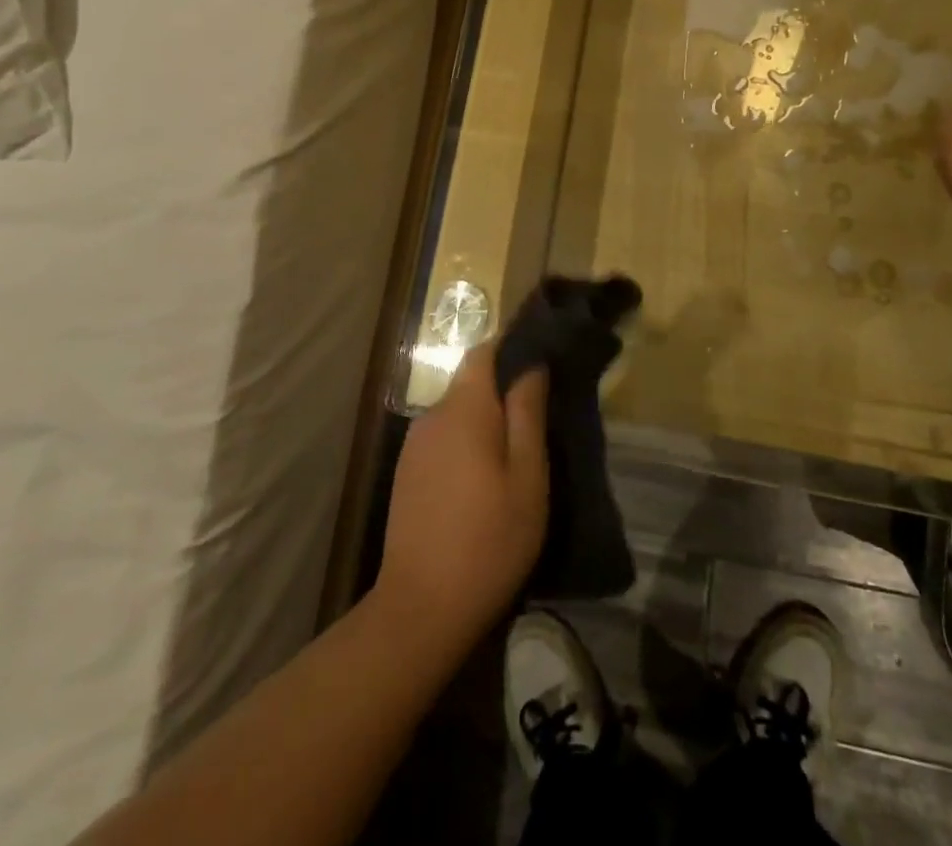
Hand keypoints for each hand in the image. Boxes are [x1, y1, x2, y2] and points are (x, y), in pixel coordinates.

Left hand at [375, 347, 547, 655]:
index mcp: (463, 409)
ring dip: (486, 415)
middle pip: (470, 380)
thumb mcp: (527, 476)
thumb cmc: (489, 539)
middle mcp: (432, 416)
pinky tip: (485, 472)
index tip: (543, 349)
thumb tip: (532, 363)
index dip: (512, 343)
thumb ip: (527, 413)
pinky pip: (444, 436)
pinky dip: (468, 439)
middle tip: (542, 404)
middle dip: (504, 384)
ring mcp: (415, 445)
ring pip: (458, 411)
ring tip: (519, 441)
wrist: (421, 609)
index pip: (484, 351)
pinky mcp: (408, 472)